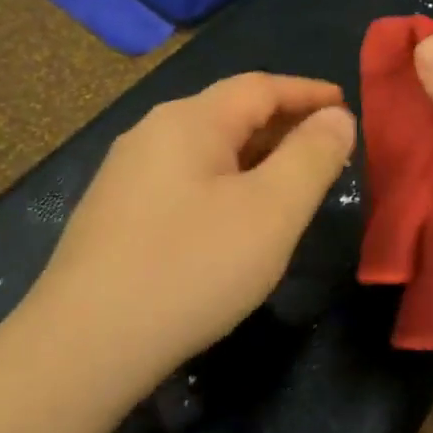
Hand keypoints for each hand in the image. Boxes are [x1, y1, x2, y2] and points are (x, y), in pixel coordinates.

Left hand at [21, 73, 356, 399]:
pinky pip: (186, 181)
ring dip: (255, 158)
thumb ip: (311, 157)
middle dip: (284, 126)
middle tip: (328, 151)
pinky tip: (236, 219)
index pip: (260, 87)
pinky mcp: (116, 214)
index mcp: (189, 121)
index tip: (348, 107)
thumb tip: (337, 117)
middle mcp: (151, 134)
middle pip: (230, 114)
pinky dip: (225, 184)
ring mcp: (126, 175)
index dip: (309, 93)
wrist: (85, 346)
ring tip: (291, 184)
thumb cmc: (192, 268)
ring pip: (207, 150)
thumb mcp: (272, 211)